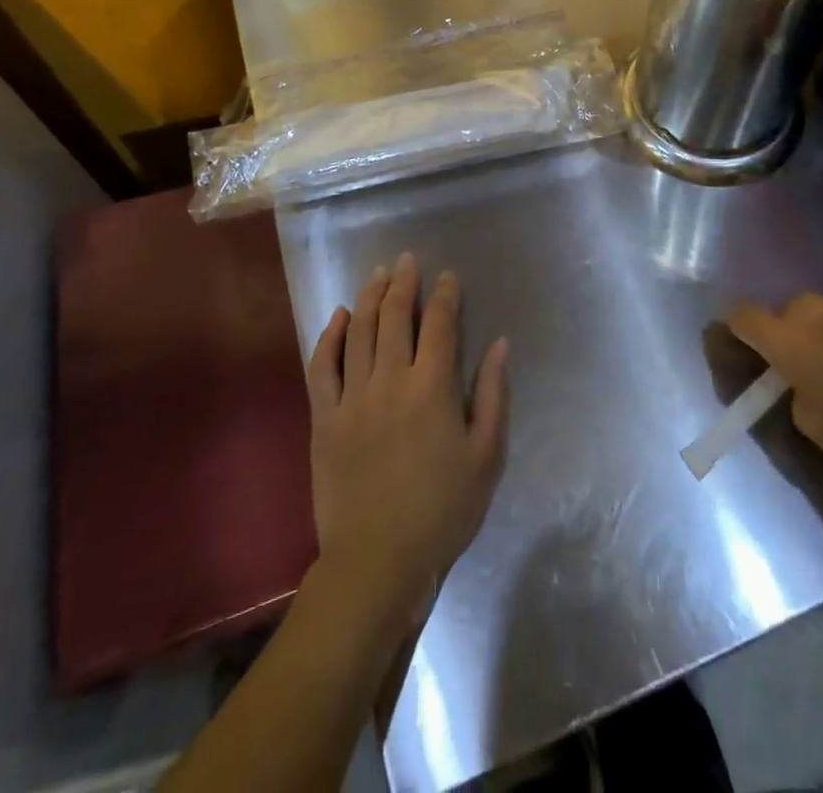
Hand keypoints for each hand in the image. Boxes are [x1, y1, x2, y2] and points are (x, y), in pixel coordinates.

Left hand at [305, 253, 508, 631]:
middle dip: (404, 283)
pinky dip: (331, 337)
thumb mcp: (486, 456)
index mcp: (433, 388)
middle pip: (396, 317)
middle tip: (407, 261)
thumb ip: (493, 394)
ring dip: (371, 297)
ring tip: (379, 274)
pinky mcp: (324, 419)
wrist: (377, 561)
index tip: (447, 277)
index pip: (440, 325)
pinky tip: (341, 317)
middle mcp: (391, 381)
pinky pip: (323, 366)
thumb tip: (499, 344)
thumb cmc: (443, 510)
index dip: (444, 295)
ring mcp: (352, 398)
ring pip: (360, 332)